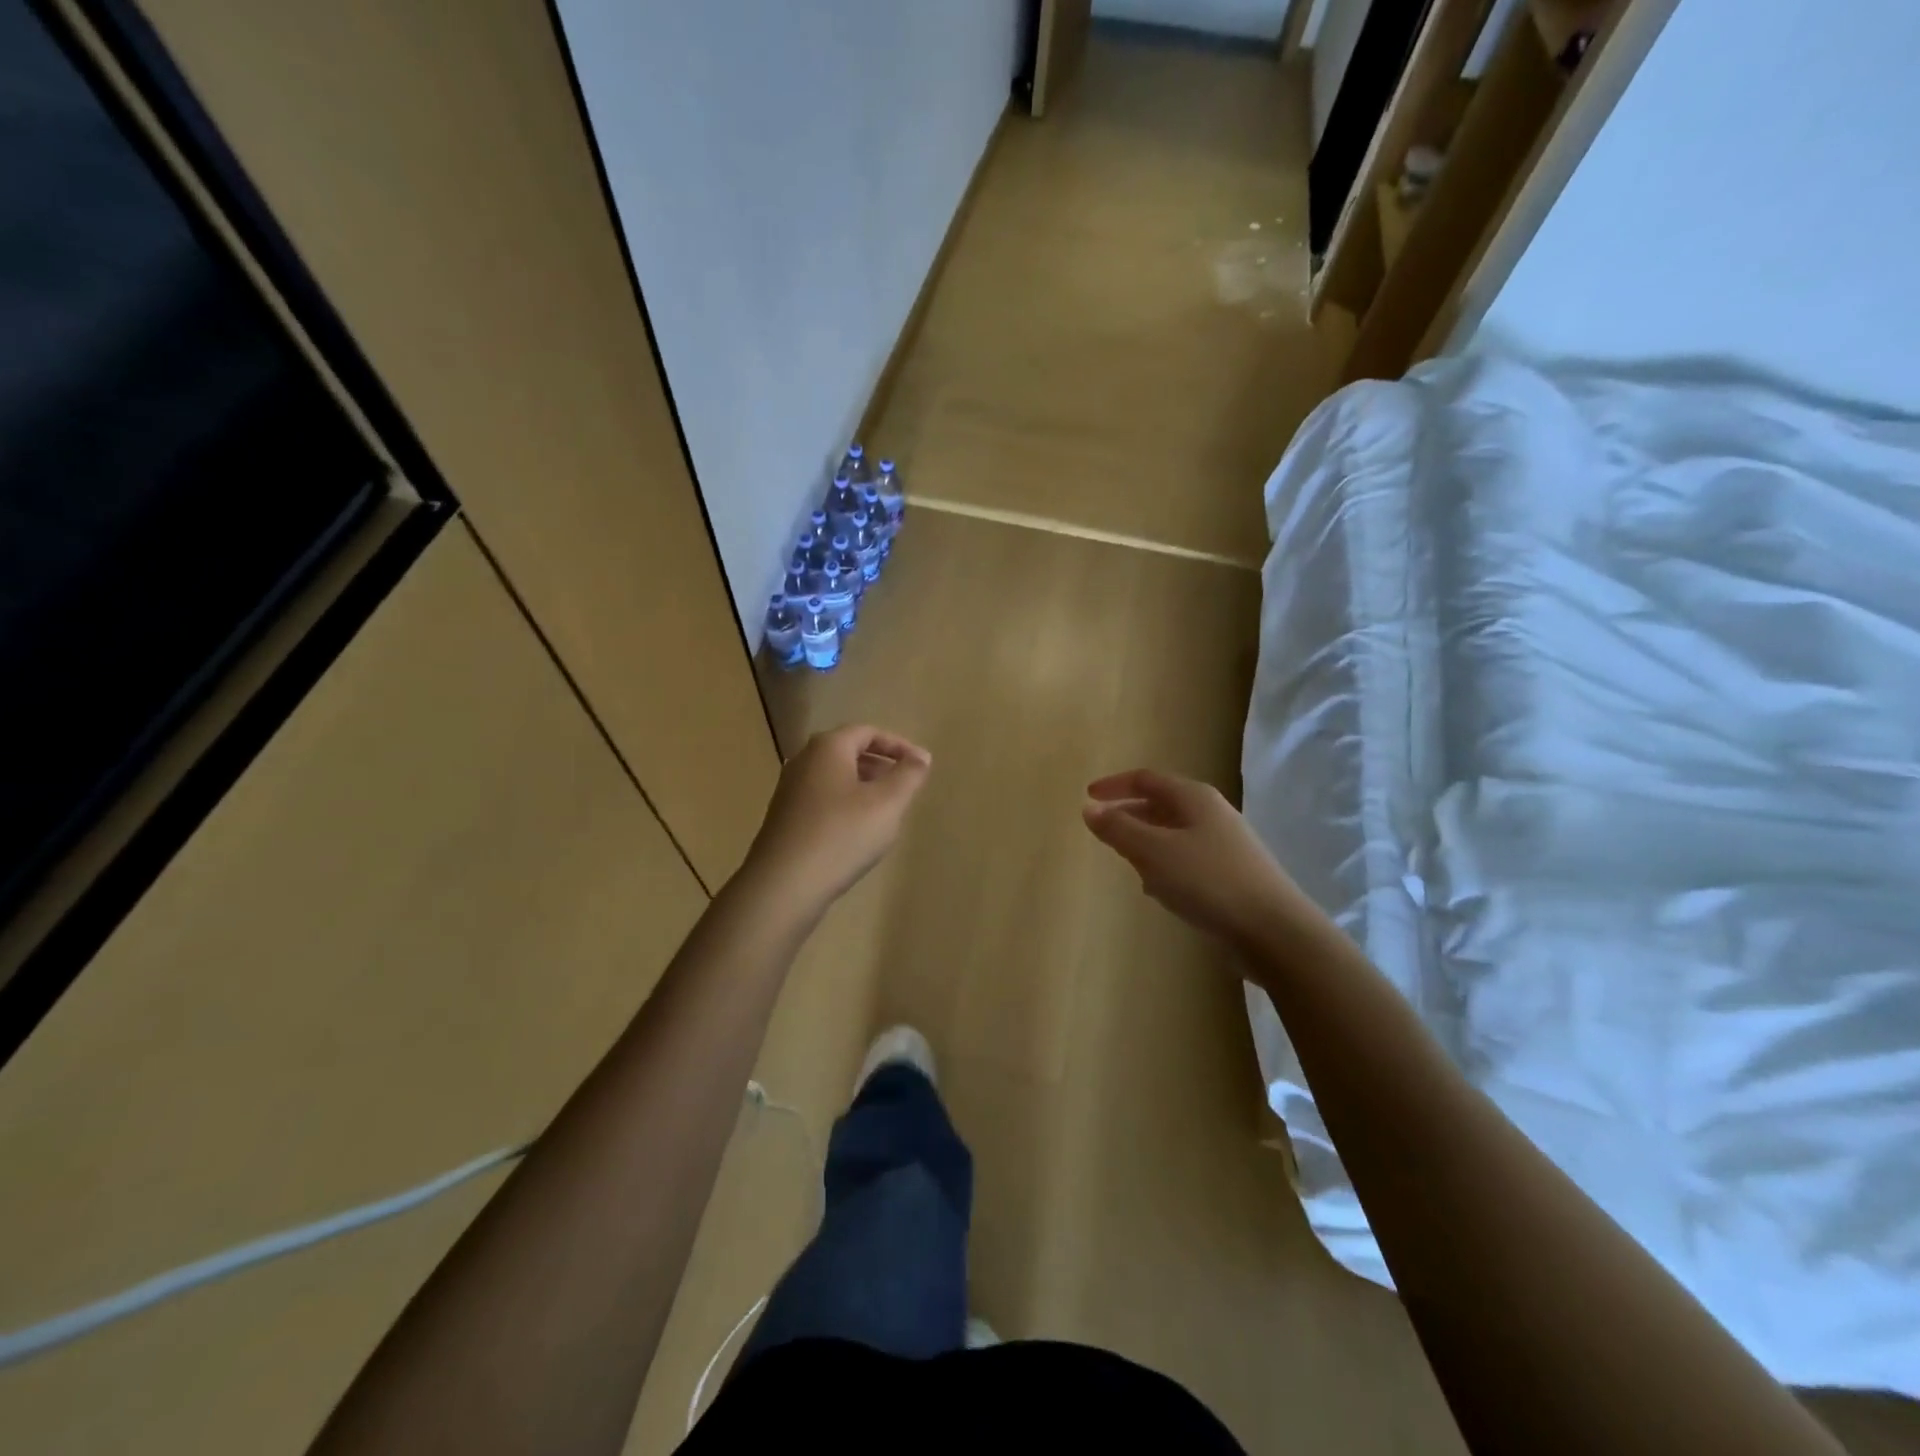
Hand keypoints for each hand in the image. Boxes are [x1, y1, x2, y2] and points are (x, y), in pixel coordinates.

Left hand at [743, 724, 931, 911]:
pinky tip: (857, 833)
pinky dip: (845, 806)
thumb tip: (921, 756)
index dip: (898, 745)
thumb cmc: (842, 835)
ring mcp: (789, 791)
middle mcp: (803, 761)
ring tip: (886, 811)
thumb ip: (908, 775)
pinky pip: (822, 800)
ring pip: (835, 778)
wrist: (783, 885)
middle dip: (880, 765)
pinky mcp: (784, 819)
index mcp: (828, 748)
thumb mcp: (887, 803)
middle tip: (905, 787)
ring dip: (863, 787)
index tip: (920, 765)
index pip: (867, 732)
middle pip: (848, 752)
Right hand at [1082, 769, 1307, 949]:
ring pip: (1173, 834)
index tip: (1087, 797)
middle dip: (1129, 815)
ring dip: (1146, 843)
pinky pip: (1187, 860)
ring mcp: (1225, 845)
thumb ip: (1119, 828)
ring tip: (1125, 861)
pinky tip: (1157, 890)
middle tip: (1102, 831)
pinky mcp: (1231, 875)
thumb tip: (1089, 808)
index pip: (1146, 779)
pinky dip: (1165, 866)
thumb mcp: (1154, 851)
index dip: (1114, 785)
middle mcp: (1211, 814)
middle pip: (1161, 804)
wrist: (1273, 931)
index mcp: (1194, 798)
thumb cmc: (1208, 881)